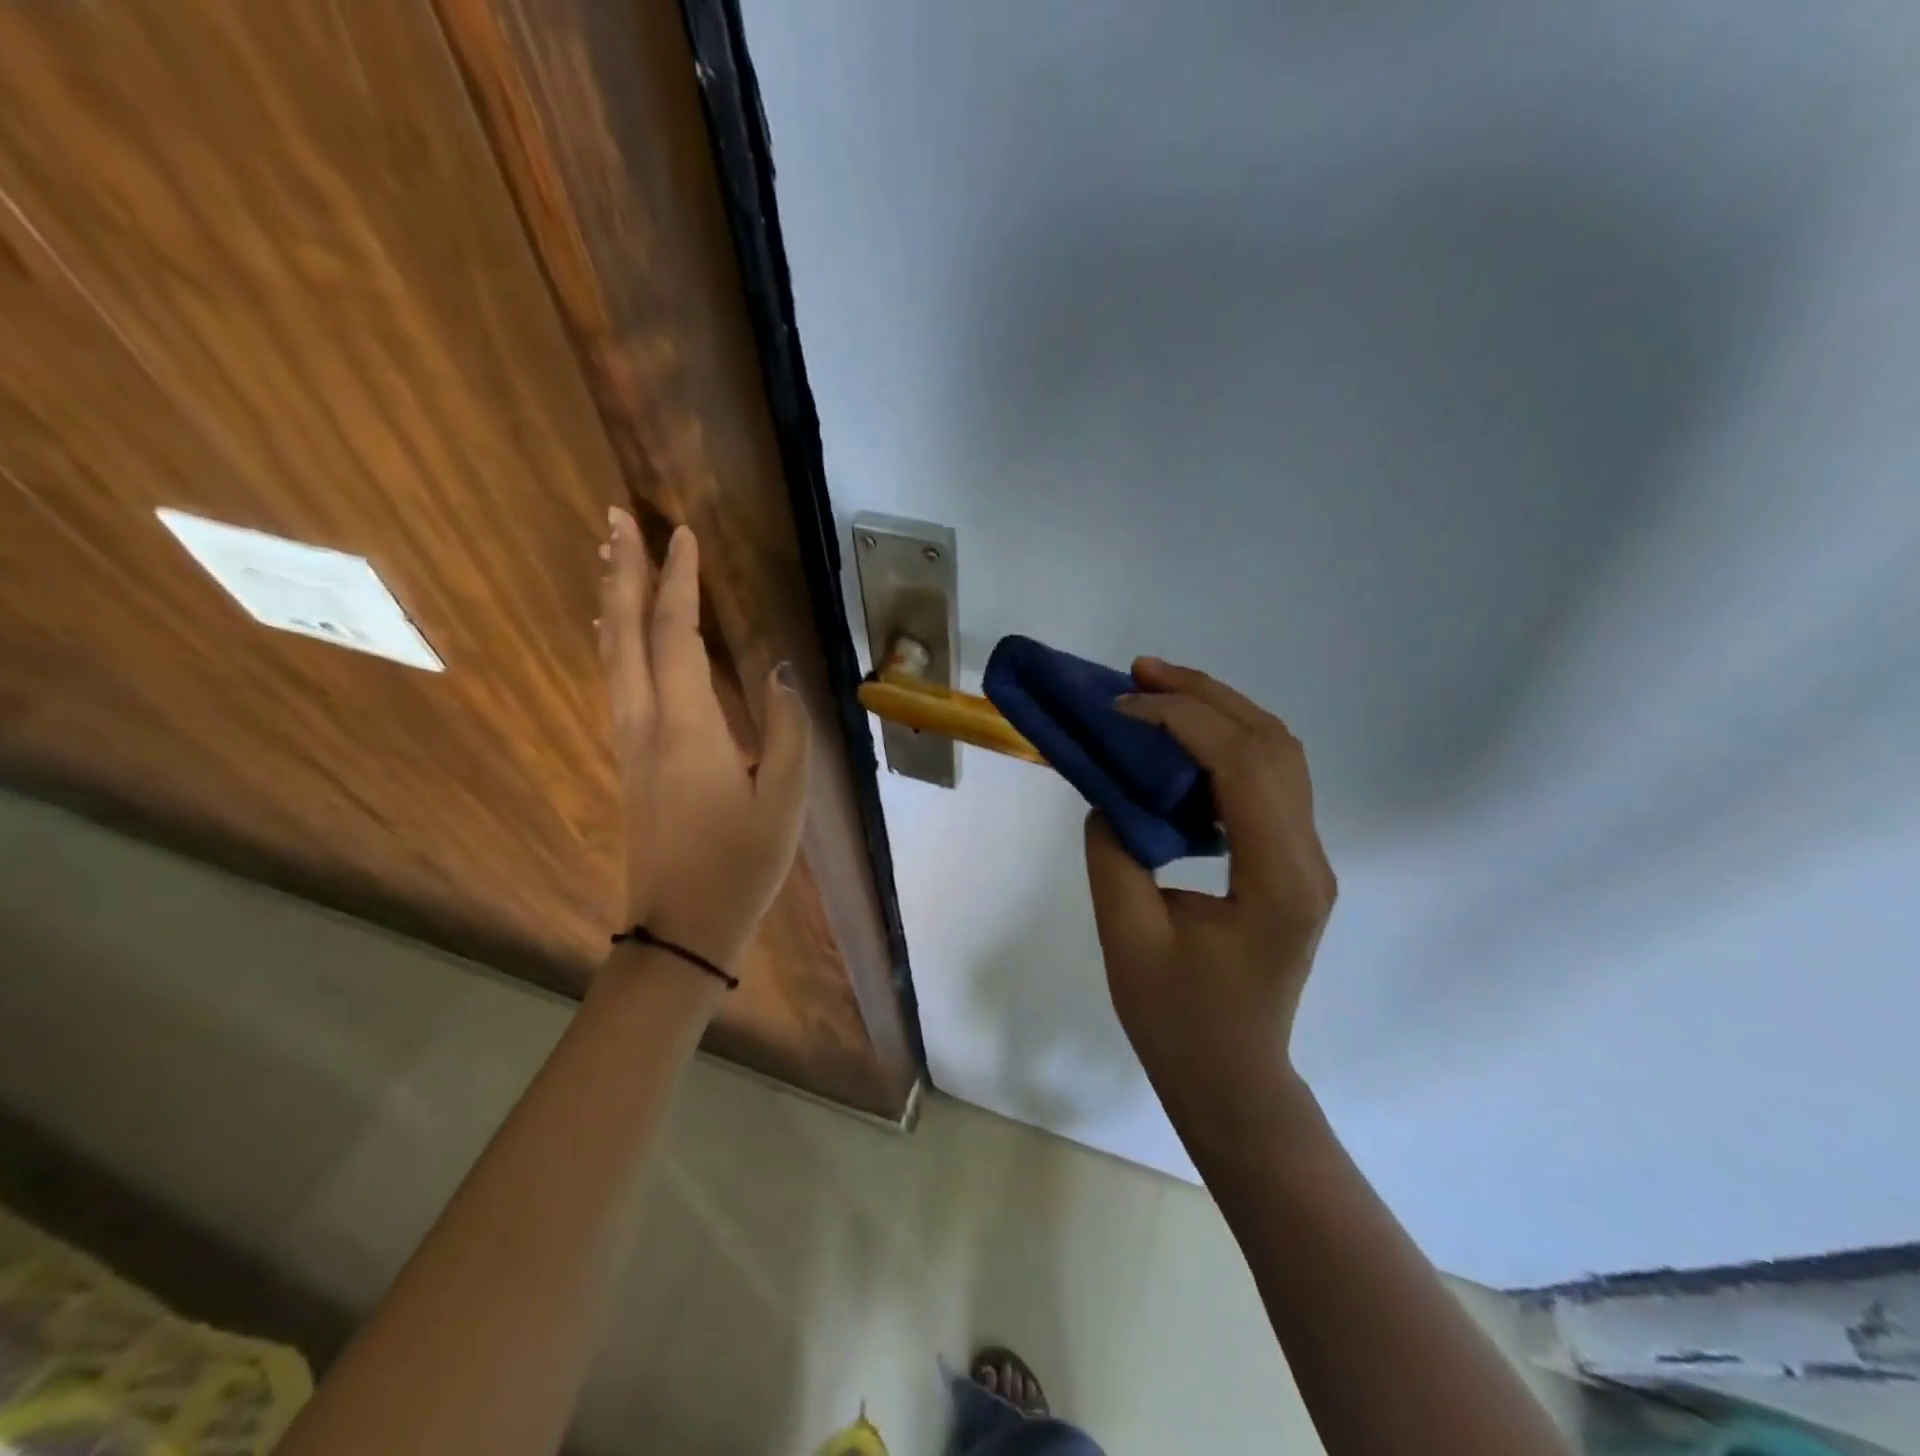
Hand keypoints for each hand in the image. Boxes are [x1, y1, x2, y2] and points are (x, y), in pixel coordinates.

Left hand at [599, 507, 810, 972]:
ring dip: (610, 600)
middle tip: (614, 517)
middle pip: (625, 633)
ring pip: (610, 656)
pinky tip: (612, 631)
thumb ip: (786, 728)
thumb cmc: (741, 863)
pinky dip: (612, 641)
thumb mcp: (784, 799)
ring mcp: (629, 742)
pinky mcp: (629, 760)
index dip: (679, 580)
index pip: (676, 634)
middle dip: (621, 571)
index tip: (682, 533)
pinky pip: (614, 682)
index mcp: (687, 727)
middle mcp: (645, 723)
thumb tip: (778, 671)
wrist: (681, 926)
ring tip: (608, 558)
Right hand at [1084, 658, 1335, 1131]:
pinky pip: (1267, 780)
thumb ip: (1114, 853)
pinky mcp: (1290, 862)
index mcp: (1277, 877)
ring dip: (1218, 710)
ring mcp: (1306, 857)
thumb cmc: (1178, 1022)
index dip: (1179, 719)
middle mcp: (1307, 856)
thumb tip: (1110, 795)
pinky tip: (1180, 741)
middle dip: (1204, 694)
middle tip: (1140, 671)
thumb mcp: (1128, 937)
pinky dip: (1224, 744)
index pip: (1240, 764)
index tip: (1119, 709)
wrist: (1233, 1079)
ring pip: (1277, 754)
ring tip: (1157, 689)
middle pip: (1272, 743)